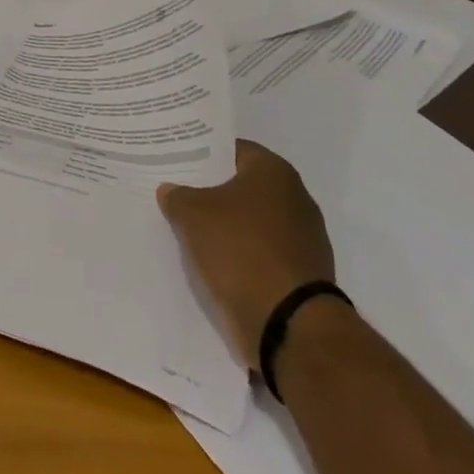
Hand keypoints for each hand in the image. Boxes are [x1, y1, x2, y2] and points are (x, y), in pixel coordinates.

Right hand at [158, 140, 334, 360]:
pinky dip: (242, 254)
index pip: (232, 150)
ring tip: (192, 230)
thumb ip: (178, 196)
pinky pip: (262, 252)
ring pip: (253, 221)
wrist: (288, 323)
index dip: (203, 154)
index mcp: (274, 172)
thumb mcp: (192, 214)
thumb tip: (170, 190)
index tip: (178, 162)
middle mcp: (296, 197)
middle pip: (244, 186)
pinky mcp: (302, 273)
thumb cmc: (240, 249)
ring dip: (228, 226)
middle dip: (213, 191)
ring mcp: (303, 238)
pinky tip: (216, 261)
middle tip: (179, 194)